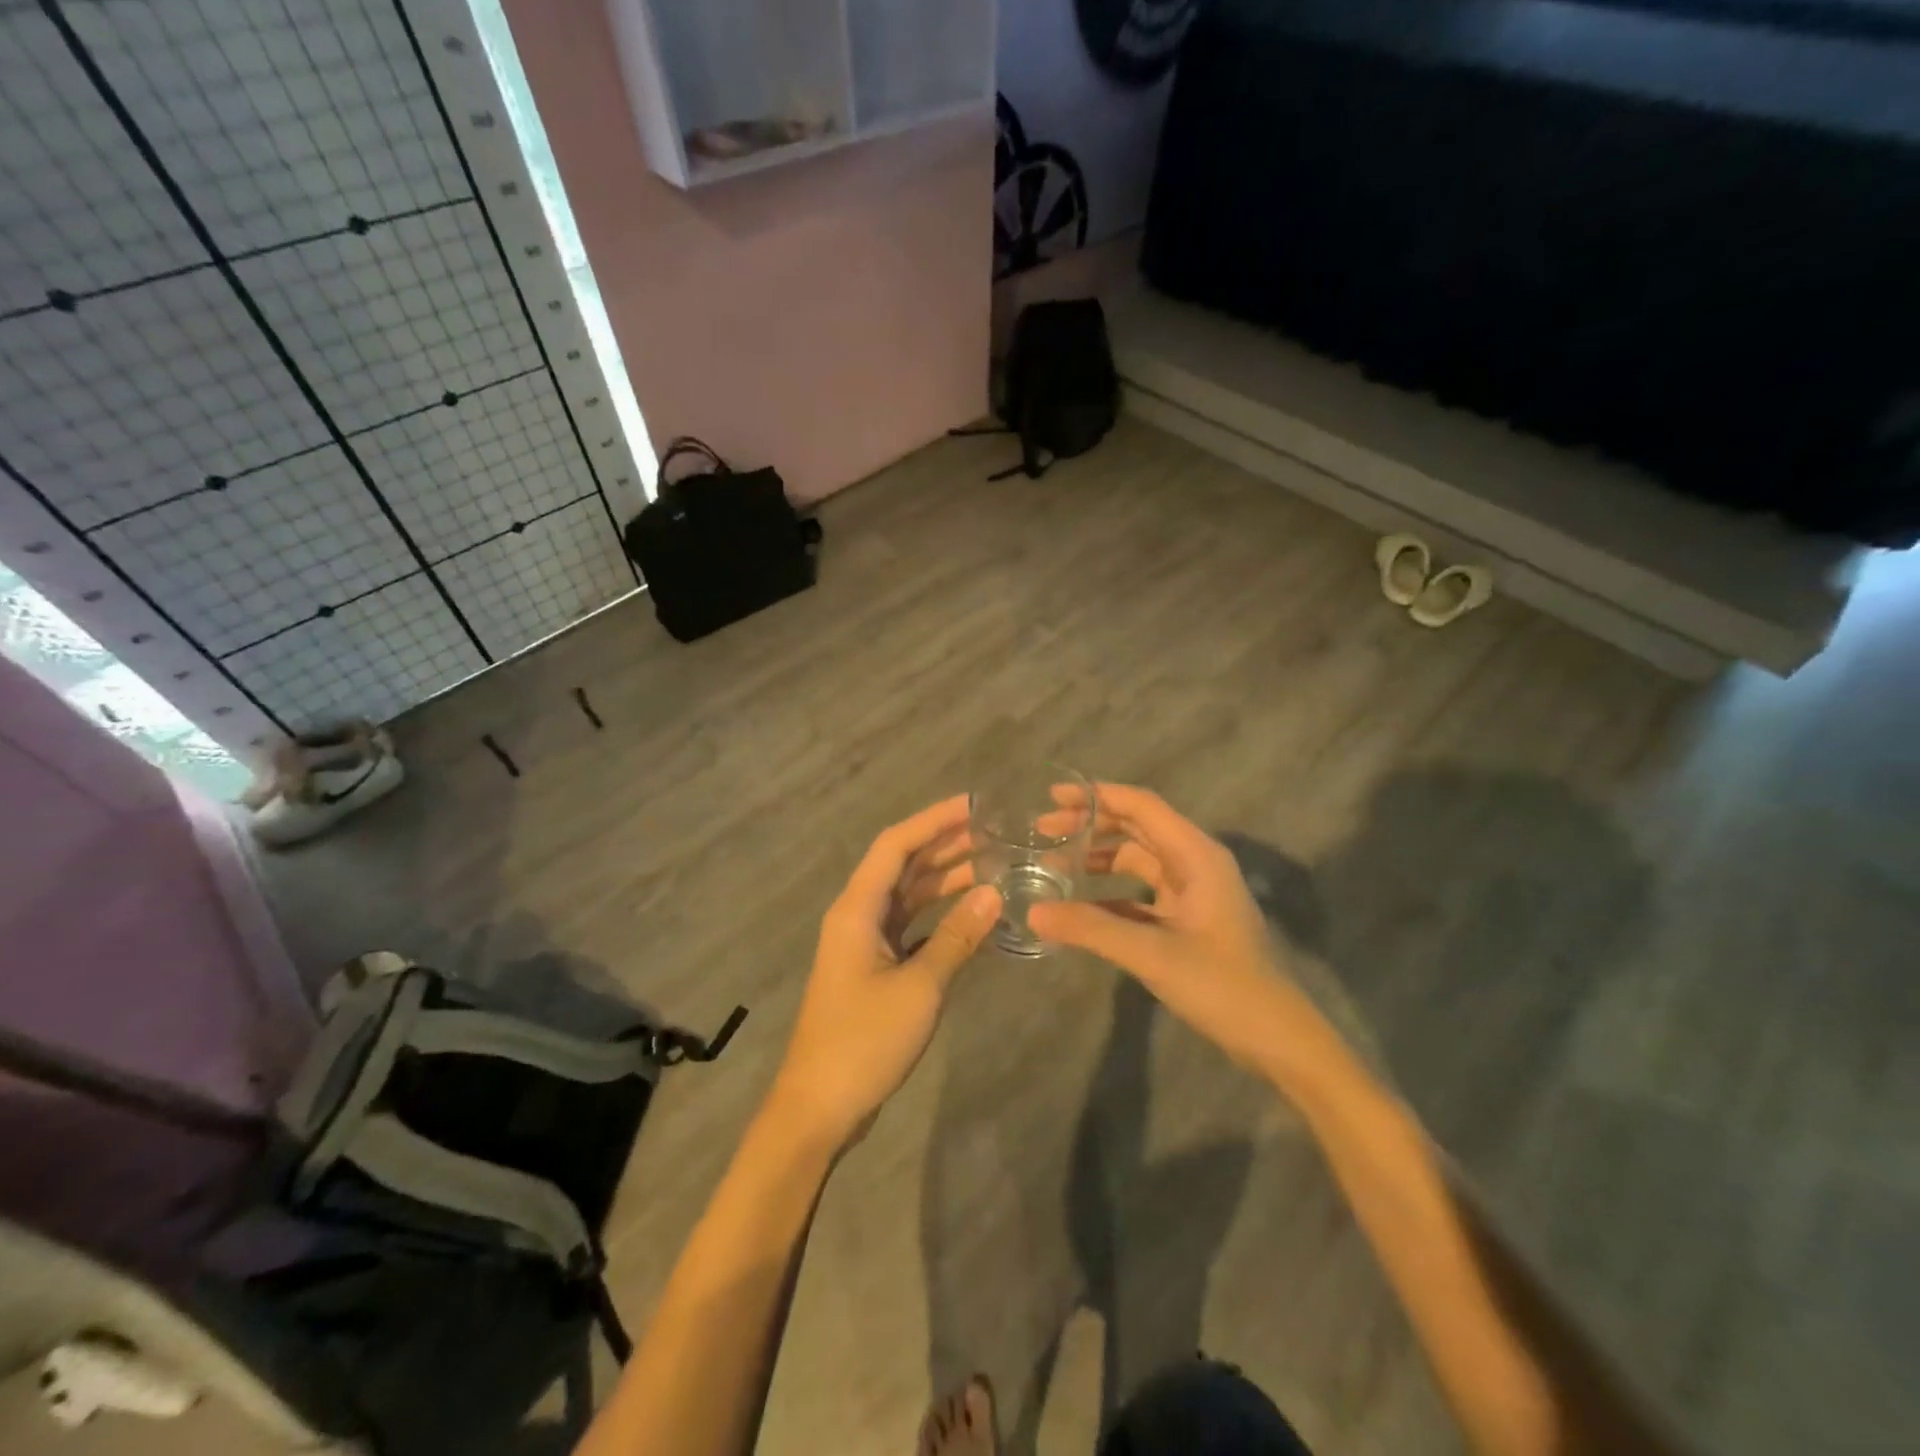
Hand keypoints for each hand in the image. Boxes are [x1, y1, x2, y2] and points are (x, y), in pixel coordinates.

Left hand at [766, 795, 1002, 1152]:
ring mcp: (865, 942)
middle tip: (994, 832)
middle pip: (903, 865)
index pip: (896, 845)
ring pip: (908, 896)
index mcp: (857, 909)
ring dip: (945, 878)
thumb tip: (995, 892)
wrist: (819, 1107)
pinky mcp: (875, 968)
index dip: (933, 820)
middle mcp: (858, 915)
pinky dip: (940, 916)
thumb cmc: (864, 1042)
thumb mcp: (919, 987)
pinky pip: (911, 926)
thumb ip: (957, 937)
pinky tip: (972, 914)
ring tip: (992, 863)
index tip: (973, 805)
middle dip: (945, 844)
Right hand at [1027, 784, 1324, 1078]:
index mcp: (1195, 855)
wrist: (1275, 1038)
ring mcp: (1191, 892)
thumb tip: (1033, 912)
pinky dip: (1109, 892)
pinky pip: (1140, 892)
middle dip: (1090, 824)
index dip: (1096, 795)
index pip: (1141, 806)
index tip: (1052, 796)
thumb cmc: (1222, 986)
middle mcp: (1194, 863)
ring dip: (1098, 858)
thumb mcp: (1152, 954)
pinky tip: (1078, 906)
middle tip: (1043, 831)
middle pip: (1136, 827)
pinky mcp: (1186, 919)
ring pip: (1137, 859)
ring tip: (1053, 864)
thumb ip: (1091, 928)